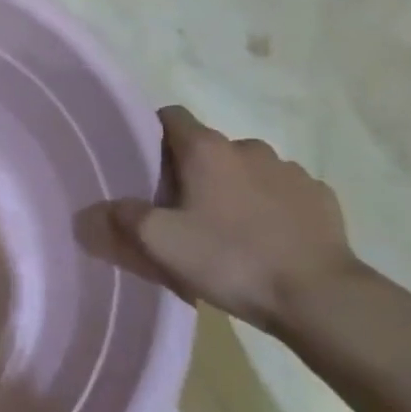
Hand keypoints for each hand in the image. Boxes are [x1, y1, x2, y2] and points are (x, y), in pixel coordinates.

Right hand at [114, 106, 359, 331]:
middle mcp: (248, 147)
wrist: (320, 296)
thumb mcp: (162, 244)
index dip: (154, 134)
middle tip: (185, 213)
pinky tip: (272, 241)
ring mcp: (290, 170)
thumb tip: (89, 212)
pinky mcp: (321, 197)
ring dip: (237, 189)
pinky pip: (285, 193)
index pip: (171, 116)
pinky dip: (273, 208)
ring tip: (232, 232)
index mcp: (207, 149)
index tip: (148, 166)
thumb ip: (122, 220)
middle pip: (209, 148)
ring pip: (249, 170)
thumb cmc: (231, 259)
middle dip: (196, 172)